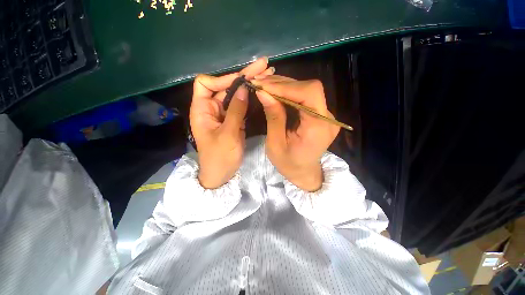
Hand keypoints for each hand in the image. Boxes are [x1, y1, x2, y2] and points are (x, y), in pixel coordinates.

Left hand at [190, 57, 273, 188]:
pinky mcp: (233, 119)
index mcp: (202, 110)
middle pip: (225, 86)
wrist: (221, 174)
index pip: (206, 83)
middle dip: (244, 76)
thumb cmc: (220, 157)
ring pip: (235, 95)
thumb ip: (236, 111)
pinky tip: (262, 91)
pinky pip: (241, 105)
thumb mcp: (228, 135)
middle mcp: (212, 108)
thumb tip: (243, 88)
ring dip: (250, 85)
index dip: (222, 79)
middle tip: (263, 65)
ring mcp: (224, 114)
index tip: (242, 80)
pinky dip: (251, 98)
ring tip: (268, 74)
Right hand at [253, 76, 339, 191]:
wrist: (303, 172)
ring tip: (264, 86)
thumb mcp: (275, 144)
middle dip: (283, 84)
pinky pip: (305, 97)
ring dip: (284, 85)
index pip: (309, 94)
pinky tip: (274, 92)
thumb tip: (263, 92)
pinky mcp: (320, 114)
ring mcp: (326, 115)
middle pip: (309, 88)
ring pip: (307, 89)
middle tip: (260, 83)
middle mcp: (327, 118)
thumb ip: (273, 117)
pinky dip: (288, 92)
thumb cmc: (288, 163)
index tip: (263, 85)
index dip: (286, 86)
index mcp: (318, 128)